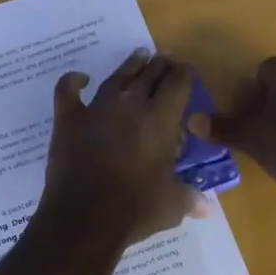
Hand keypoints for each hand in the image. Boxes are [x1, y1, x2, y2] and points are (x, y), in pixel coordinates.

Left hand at [40, 49, 204, 247]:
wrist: (84, 218)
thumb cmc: (135, 210)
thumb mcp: (172, 205)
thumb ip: (189, 197)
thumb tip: (207, 207)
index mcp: (160, 120)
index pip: (178, 83)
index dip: (185, 74)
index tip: (187, 72)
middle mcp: (130, 105)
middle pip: (149, 74)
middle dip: (160, 65)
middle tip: (165, 60)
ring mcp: (96, 108)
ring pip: (117, 77)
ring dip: (130, 65)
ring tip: (139, 56)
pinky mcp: (69, 119)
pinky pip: (68, 91)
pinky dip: (73, 81)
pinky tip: (81, 78)